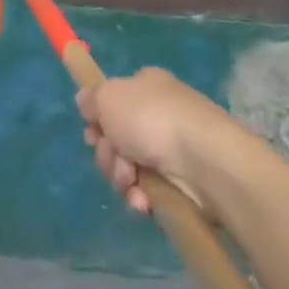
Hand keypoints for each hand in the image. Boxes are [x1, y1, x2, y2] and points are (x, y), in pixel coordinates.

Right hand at [78, 68, 243, 215]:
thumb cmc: (152, 119)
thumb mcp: (108, 97)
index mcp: (145, 87)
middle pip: (116, 138)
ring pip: (129, 168)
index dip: (98, 120)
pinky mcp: (181, 184)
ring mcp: (171, 150)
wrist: (204, 159)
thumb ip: (91, 99)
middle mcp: (158, 115)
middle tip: (114, 157)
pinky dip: (141, 198)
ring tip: (131, 181)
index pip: (113, 102)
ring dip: (121, 178)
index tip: (92, 134)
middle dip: (108, 153)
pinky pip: (149, 192)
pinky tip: (144, 201)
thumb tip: (84, 101)